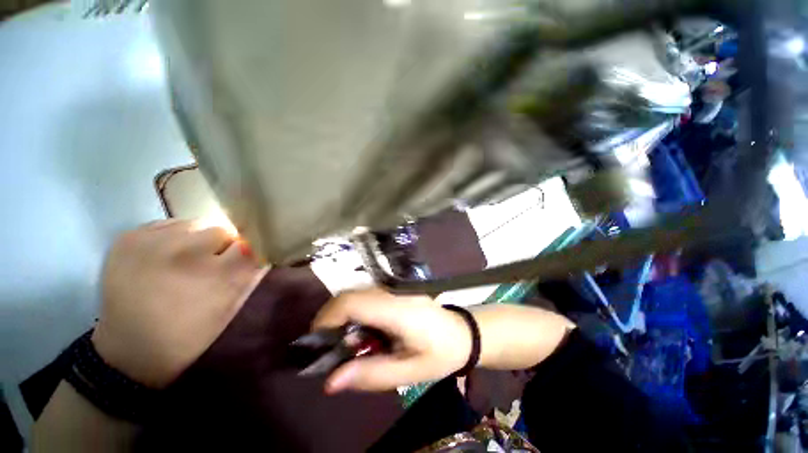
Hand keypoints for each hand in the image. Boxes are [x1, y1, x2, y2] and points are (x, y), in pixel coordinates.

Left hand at [92, 220, 266, 387]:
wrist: (127, 350)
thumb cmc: (188, 336)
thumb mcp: (229, 310)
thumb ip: (250, 276)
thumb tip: (265, 251)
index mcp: (216, 276)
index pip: (251, 244)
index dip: (251, 249)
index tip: (246, 258)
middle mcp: (186, 253)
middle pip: (222, 230)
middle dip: (223, 245)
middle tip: (211, 263)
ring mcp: (152, 242)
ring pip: (195, 223)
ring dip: (198, 239)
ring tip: (185, 260)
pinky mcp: (128, 238)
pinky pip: (168, 224)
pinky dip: (173, 237)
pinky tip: (165, 257)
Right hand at [312, 289, 575, 394]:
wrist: (463, 332)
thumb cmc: (440, 353)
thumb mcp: (409, 371)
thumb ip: (371, 374)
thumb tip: (330, 381)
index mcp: (398, 311)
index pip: (354, 302)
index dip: (328, 318)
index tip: (318, 343)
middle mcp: (394, 293)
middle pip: (352, 295)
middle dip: (332, 319)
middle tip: (332, 349)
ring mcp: (397, 289)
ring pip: (358, 294)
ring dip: (344, 317)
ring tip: (349, 345)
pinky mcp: (397, 292)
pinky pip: (369, 297)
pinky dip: (357, 313)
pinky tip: (366, 334)